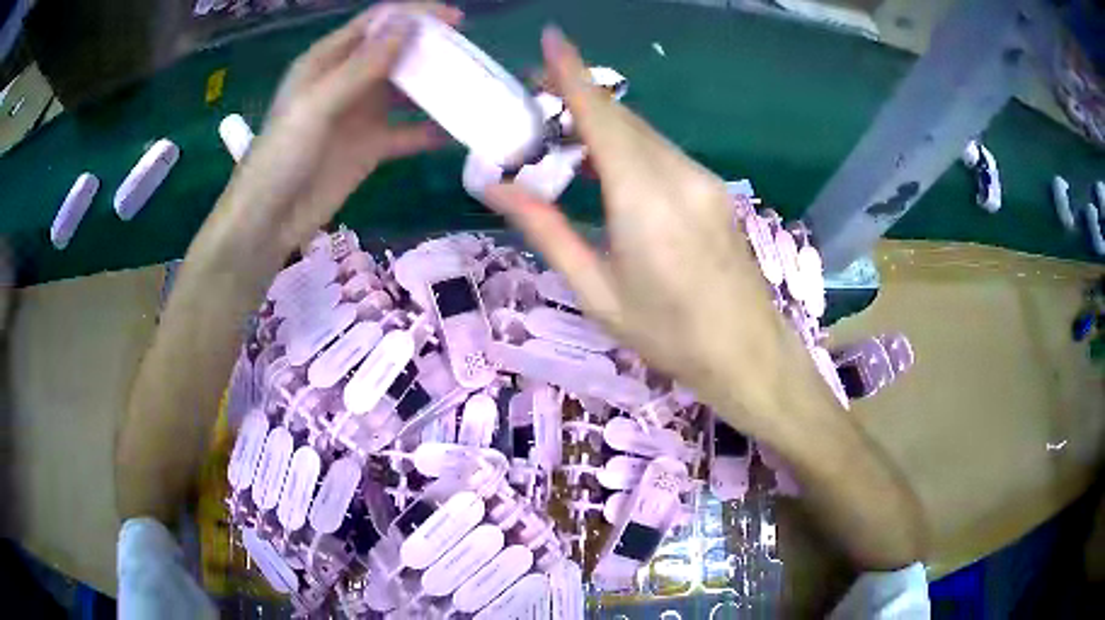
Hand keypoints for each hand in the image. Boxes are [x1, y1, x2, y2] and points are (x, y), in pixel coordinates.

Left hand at [223, 3, 462, 252]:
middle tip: (470, 56)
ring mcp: (361, 114)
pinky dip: (431, 130)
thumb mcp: (317, 104)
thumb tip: (408, 24)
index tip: (455, 20)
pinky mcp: (371, 146)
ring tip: (471, 87)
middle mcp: (347, 80)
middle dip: (432, 49)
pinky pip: (408, 131)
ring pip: (406, 90)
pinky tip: (457, 131)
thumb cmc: (282, 156)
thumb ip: (362, 66)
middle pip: (397, 52)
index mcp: (328, 60)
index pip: (377, 24)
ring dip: (435, 87)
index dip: (415, 15)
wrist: (270, 221)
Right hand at [485, 28, 806, 430]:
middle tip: (533, 98)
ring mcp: (703, 179)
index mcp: (643, 199)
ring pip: (643, 133)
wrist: (747, 354)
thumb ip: (547, 230)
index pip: (601, 116)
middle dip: (578, 96)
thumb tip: (496, 187)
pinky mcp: (714, 190)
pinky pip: (663, 153)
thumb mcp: (596, 291)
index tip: (552, 38)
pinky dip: (628, 146)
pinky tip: (607, 167)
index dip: (573, 72)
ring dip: (602, 123)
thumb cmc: (667, 336)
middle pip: (621, 117)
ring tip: (561, 135)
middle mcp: (677, 174)